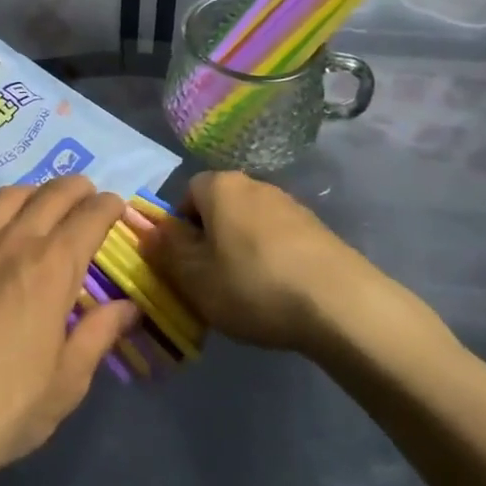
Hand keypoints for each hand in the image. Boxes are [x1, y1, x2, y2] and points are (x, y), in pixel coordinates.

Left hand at [0, 175, 139, 485]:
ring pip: (7, 197)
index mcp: (51, 266)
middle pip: (50, 194)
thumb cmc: (3, 407)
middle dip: (76, 188)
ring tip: (41, 204)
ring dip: (33, 193)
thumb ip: (98, 335)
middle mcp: (13, 242)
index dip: (107, 206)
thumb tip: (128, 308)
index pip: (89, 217)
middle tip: (88, 193)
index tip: (116, 206)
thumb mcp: (66, 383)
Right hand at [139, 171, 365, 350]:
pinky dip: (272, 259)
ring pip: (249, 224)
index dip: (179, 231)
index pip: (186, 195)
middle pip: (218, 208)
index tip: (185, 266)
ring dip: (242, 251)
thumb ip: (167, 251)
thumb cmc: (253, 284)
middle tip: (212, 283)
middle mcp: (253, 183)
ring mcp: (289, 204)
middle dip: (211, 241)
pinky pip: (278, 239)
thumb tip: (146, 230)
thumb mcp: (196, 277)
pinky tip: (279, 293)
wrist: (339, 302)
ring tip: (248, 294)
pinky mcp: (316, 228)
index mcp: (219, 186)